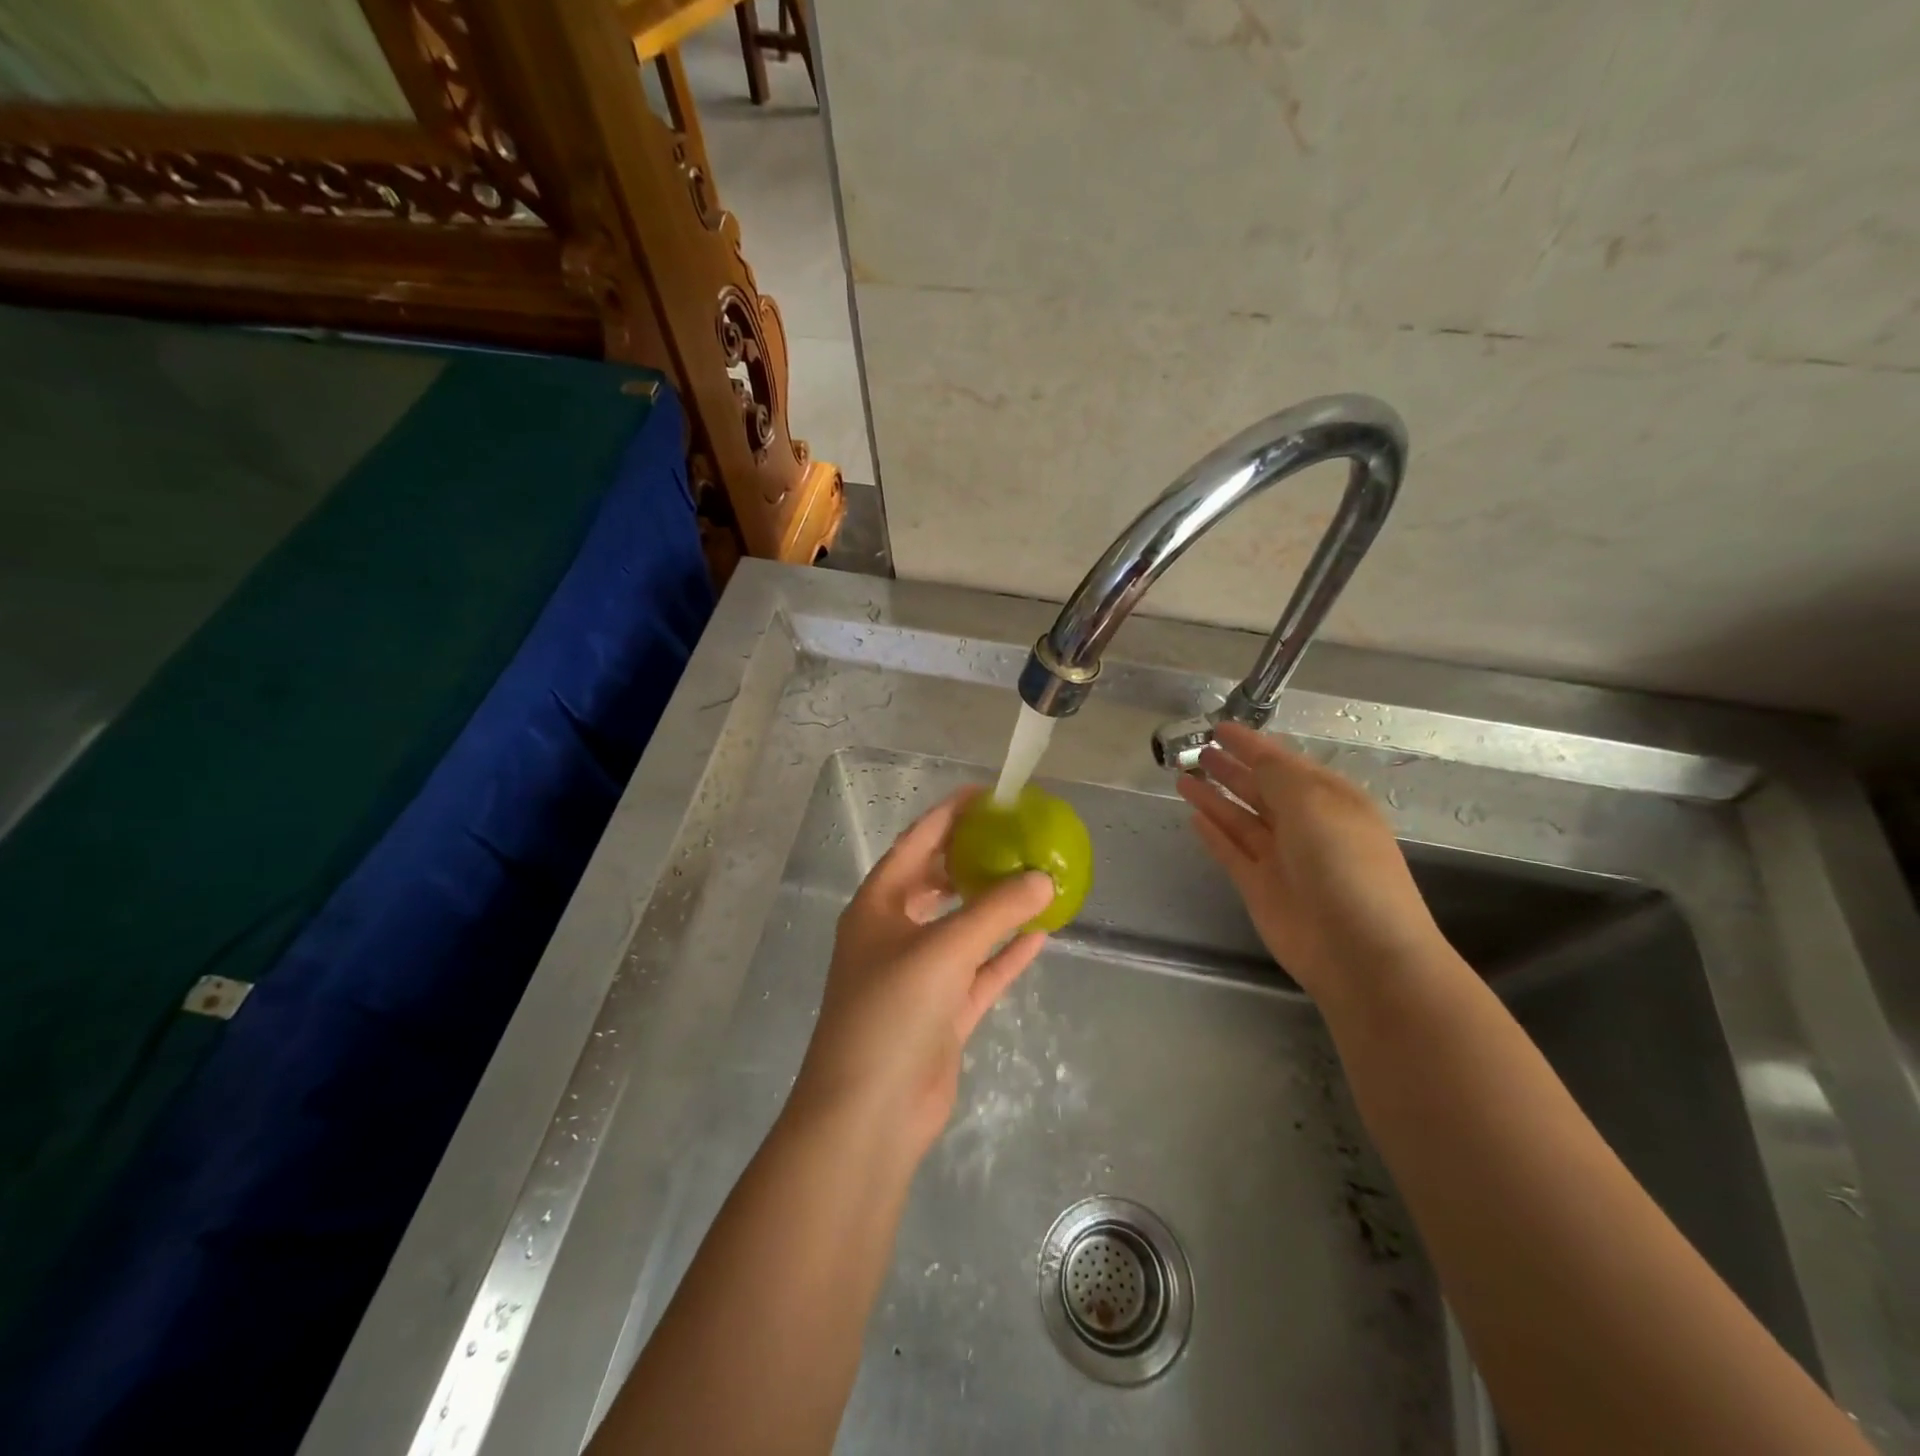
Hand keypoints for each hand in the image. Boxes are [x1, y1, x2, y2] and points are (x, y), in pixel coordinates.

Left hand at [792, 788, 1055, 1160]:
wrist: (869, 1113)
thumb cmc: (892, 1012)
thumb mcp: (944, 950)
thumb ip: (996, 911)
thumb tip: (1043, 877)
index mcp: (878, 906)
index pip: (916, 843)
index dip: (949, 814)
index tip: (987, 793)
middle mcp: (894, 933)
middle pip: (938, 882)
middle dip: (973, 857)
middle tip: (1017, 835)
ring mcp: (918, 975)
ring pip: (963, 927)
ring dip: (995, 906)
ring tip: (1034, 877)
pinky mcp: (941, 1013)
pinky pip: (979, 972)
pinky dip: (1005, 955)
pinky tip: (1040, 936)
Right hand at [1177, 721, 1449, 1004]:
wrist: (1360, 951)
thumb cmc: (1344, 865)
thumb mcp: (1314, 803)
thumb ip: (1277, 775)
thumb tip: (1252, 757)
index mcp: (1329, 799)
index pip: (1282, 762)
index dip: (1250, 744)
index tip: (1219, 727)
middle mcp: (1305, 825)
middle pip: (1260, 789)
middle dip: (1231, 768)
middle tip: (1196, 750)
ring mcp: (1281, 858)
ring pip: (1240, 818)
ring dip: (1214, 797)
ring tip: (1182, 777)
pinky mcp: (1259, 887)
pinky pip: (1231, 851)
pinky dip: (1213, 833)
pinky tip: (1193, 816)